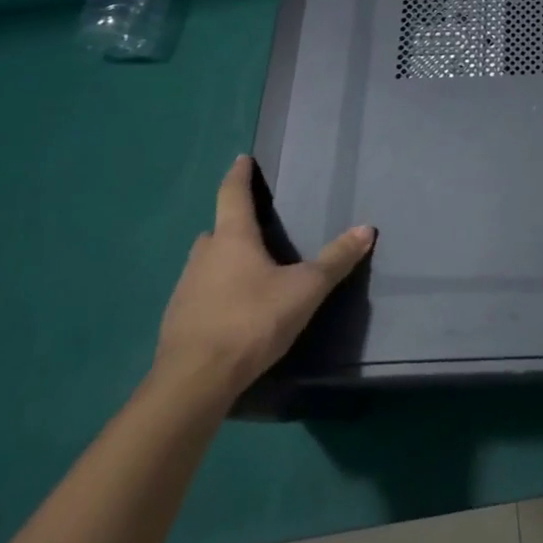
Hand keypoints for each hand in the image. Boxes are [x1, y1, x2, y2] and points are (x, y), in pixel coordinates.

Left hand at [153, 155, 373, 402]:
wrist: (193, 383)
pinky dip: (214, 293)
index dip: (239, 175)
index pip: (233, 194)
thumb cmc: (252, 321)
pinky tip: (230, 310)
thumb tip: (366, 228)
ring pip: (205, 263)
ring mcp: (184, 290)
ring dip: (222, 260)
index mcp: (232, 239)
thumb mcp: (305, 289)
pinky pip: (198, 295)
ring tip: (245, 270)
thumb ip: (335, 260)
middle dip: (232, 224)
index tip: (242, 159)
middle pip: (216, 230)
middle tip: (252, 224)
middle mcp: (204, 256)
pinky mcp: (176, 323)